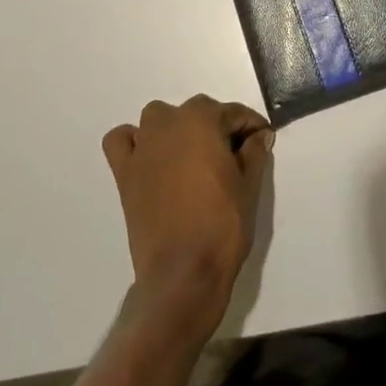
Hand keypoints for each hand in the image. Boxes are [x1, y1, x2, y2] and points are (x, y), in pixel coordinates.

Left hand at [102, 96, 272, 337]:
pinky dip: (135, 141)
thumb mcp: (249, 187)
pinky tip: (151, 157)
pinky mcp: (124, 172)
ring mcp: (142, 146)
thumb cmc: (222, 226)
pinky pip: (123, 140)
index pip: (233, 113)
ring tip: (194, 156)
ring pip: (160, 118)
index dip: (252, 126)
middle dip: (218, 127)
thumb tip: (259, 135)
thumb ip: (255, 153)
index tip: (263, 140)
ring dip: (177, 128)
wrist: (183, 273)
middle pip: (198, 112)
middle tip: (235, 156)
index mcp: (202, 120)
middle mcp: (168, 123)